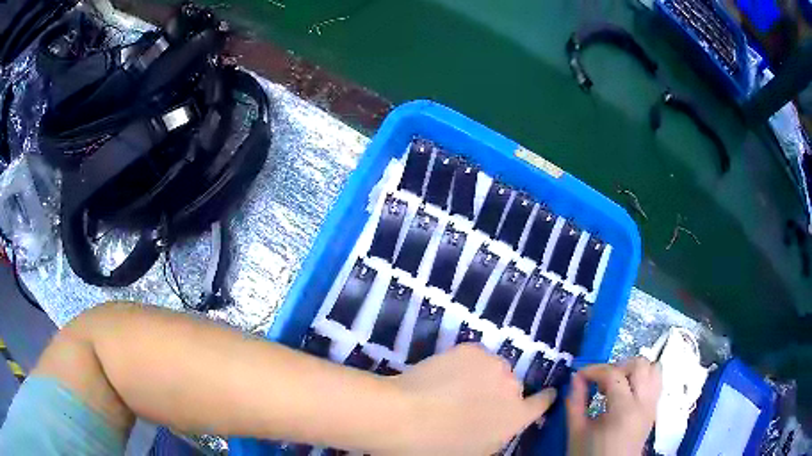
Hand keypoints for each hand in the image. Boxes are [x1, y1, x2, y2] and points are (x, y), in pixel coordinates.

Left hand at [384, 344, 556, 454]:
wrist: (405, 416)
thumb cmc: (439, 446)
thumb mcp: (477, 451)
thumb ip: (499, 434)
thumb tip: (499, 423)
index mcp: (517, 416)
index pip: (543, 402)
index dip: (541, 399)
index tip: (540, 396)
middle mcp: (513, 386)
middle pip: (513, 386)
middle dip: (499, 393)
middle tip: (473, 401)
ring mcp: (493, 364)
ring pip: (494, 369)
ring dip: (483, 376)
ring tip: (455, 387)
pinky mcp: (472, 349)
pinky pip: (476, 357)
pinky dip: (466, 364)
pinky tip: (444, 375)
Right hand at [566, 358, 661, 455]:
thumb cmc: (590, 455)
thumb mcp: (576, 432)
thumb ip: (575, 403)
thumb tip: (576, 378)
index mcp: (623, 410)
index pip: (614, 374)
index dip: (594, 370)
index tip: (579, 376)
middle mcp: (644, 402)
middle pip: (640, 364)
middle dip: (617, 366)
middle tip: (600, 381)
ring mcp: (652, 405)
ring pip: (654, 369)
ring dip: (634, 370)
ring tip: (616, 383)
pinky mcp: (654, 409)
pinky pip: (656, 382)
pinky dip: (644, 378)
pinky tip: (627, 391)